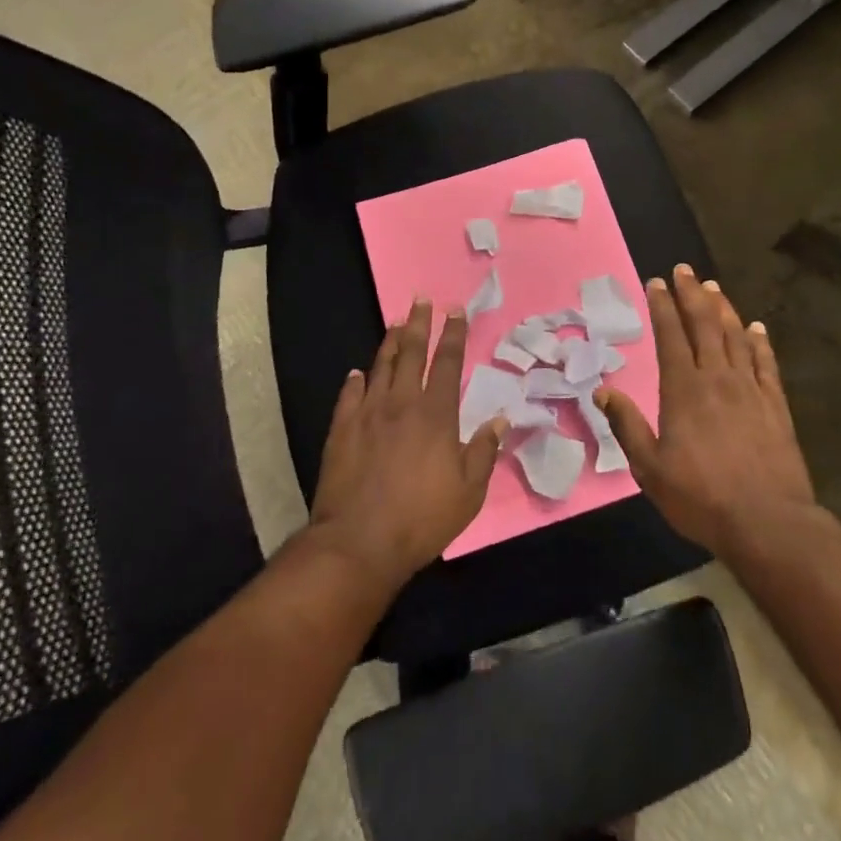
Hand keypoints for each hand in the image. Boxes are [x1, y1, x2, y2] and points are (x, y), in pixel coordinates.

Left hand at [308, 299, 508, 592]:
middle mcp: (402, 403)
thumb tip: (499, 419)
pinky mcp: (341, 430)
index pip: (448, 363)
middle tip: (422, 300)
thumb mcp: (469, 492)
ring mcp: (368, 414)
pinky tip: (357, 373)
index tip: (455, 311)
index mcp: (436, 414)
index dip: (454, 335)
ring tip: (395, 322)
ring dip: (389, 342)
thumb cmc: (422, 518)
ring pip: (380, 366)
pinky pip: (349, 395)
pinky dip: (355, 381)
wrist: (359, 541)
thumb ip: (484, 451)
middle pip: (412, 353)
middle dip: (419, 323)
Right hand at [597, 264, 817, 559]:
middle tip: (685, 270)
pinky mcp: (776, 406)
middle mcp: (717, 379)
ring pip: (735, 337)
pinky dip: (760, 342)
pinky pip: (766, 364)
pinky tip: (757, 328)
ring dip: (723, 309)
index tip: (656, 282)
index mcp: (683, 390)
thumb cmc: (701, 497)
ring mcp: (750, 390)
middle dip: (692, 294)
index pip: (670, 336)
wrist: (767, 522)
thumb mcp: (650, 469)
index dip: (663, 306)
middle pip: (704, 325)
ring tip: (713, 287)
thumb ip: (626, 426)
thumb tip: (603, 391)